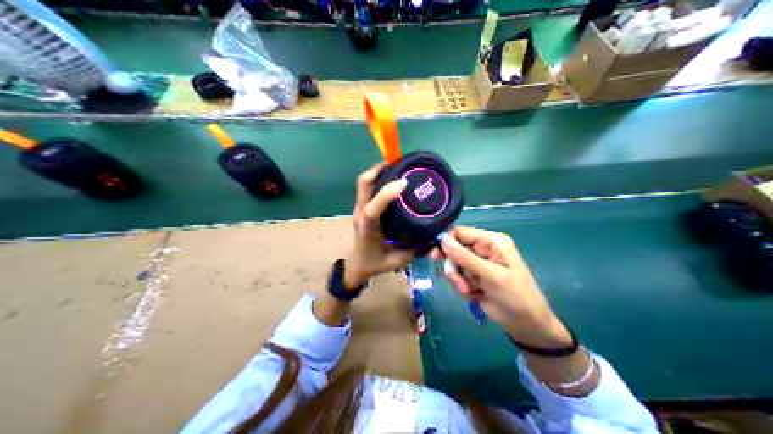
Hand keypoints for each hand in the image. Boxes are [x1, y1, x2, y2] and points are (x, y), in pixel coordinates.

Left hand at [344, 163, 416, 291]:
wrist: (357, 265)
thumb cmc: (376, 263)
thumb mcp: (399, 261)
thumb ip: (416, 250)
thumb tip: (435, 237)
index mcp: (368, 229)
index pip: (373, 209)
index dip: (386, 194)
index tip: (404, 183)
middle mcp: (361, 214)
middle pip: (363, 185)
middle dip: (379, 170)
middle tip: (400, 163)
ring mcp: (359, 209)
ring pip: (364, 183)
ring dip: (378, 171)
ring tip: (398, 165)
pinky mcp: (362, 206)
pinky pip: (367, 187)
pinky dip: (378, 177)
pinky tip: (393, 177)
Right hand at [433, 227, 569, 348]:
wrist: (526, 324)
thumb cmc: (515, 295)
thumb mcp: (491, 275)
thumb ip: (465, 258)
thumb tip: (442, 240)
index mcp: (492, 241)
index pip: (461, 233)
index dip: (447, 242)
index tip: (435, 257)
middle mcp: (484, 250)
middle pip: (454, 250)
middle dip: (454, 268)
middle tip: (460, 282)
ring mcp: (479, 265)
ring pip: (454, 267)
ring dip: (459, 281)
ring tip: (472, 291)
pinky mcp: (475, 279)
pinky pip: (459, 279)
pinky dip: (464, 288)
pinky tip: (476, 296)